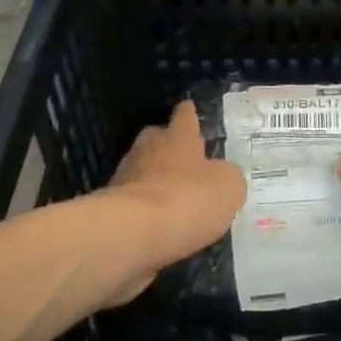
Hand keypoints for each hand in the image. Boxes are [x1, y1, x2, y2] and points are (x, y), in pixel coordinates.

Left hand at [104, 100, 244, 300]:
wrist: (132, 233)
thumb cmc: (187, 198)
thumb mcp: (228, 186)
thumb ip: (227, 176)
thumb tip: (221, 176)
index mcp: (178, 137)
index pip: (185, 116)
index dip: (189, 113)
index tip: (188, 107)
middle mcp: (149, 149)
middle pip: (157, 138)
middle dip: (168, 145)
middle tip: (183, 157)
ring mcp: (126, 176)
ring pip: (143, 170)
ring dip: (156, 179)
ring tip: (174, 198)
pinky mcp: (112, 207)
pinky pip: (134, 201)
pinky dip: (145, 209)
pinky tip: (159, 225)